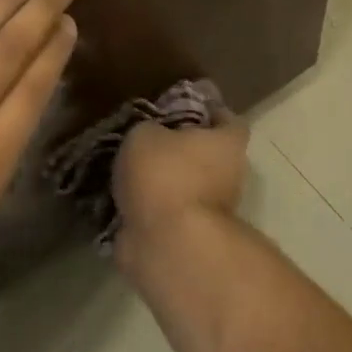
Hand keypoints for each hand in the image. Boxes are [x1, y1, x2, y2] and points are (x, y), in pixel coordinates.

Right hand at [111, 113, 250, 253]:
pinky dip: (149, 208)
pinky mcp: (190, 237)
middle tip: (147, 140)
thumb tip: (150, 135)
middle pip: (206, 155)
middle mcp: (229, 176)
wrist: (167, 244)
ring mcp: (212, 211)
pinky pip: (167, 213)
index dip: (208, 111)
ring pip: (186, 186)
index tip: (182, 108)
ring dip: (163, 182)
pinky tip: (122, 199)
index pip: (227, 120)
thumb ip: (149, 128)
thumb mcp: (144, 134)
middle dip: (180, 149)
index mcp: (227, 144)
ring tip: (126, 171)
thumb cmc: (165, 175)